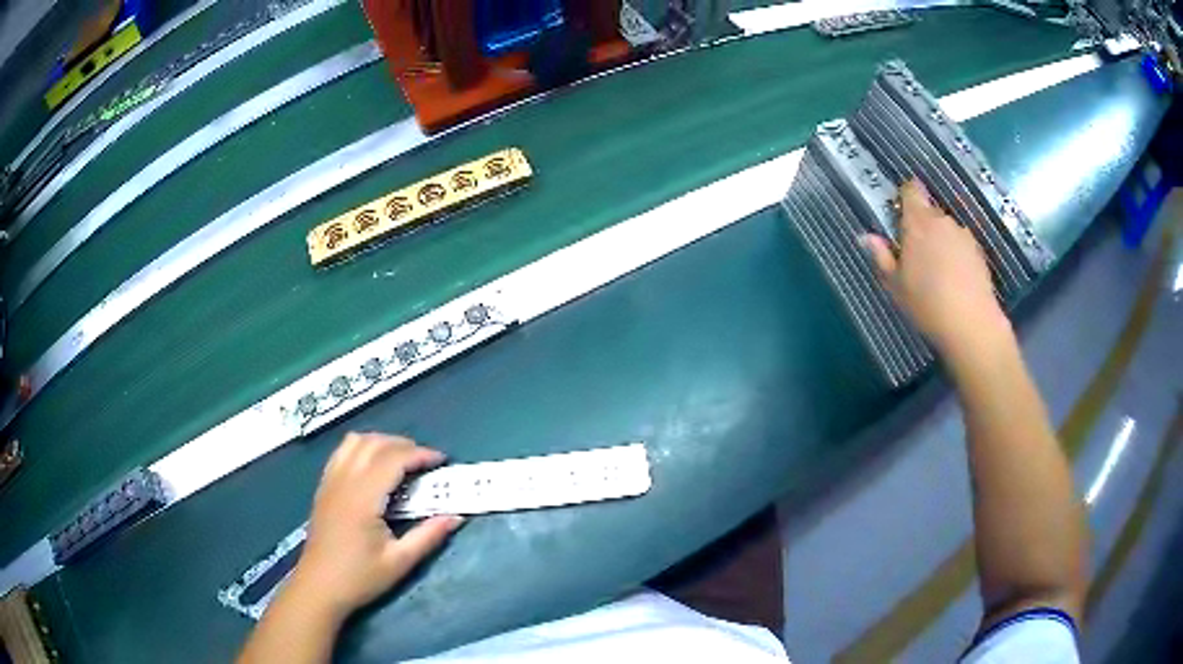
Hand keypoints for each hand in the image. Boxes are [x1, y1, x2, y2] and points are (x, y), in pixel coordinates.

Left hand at [290, 433, 461, 619]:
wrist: (319, 587)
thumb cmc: (360, 578)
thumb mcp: (399, 562)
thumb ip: (428, 536)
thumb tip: (455, 517)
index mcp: (363, 498)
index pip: (393, 459)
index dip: (420, 454)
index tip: (441, 461)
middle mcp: (344, 481)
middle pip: (374, 443)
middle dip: (404, 445)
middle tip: (426, 463)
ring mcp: (330, 482)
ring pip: (355, 442)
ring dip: (381, 443)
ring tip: (401, 461)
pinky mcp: (324, 487)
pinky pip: (342, 452)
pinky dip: (362, 448)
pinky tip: (373, 467)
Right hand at [861, 180, 1012, 358]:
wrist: (971, 323)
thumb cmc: (927, 303)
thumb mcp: (896, 285)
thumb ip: (882, 257)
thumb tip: (866, 237)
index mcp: (918, 222)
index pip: (911, 190)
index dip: (905, 197)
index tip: (900, 216)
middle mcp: (942, 221)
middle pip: (929, 212)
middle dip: (921, 227)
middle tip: (915, 257)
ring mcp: (963, 234)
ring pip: (946, 230)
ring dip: (940, 242)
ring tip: (937, 273)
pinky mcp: (978, 251)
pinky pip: (961, 245)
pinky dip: (956, 256)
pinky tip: (954, 281)